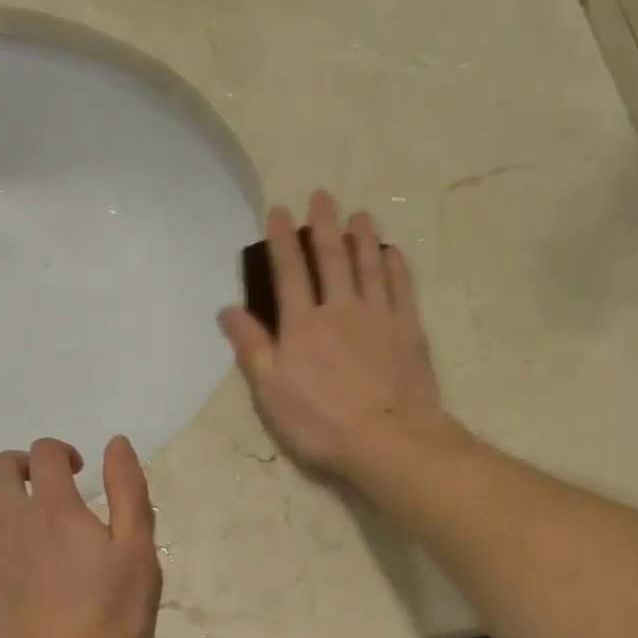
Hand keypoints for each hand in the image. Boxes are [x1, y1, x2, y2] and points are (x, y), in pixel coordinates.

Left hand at [0, 436, 161, 637]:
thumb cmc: (110, 613)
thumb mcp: (137, 550)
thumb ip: (127, 490)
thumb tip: (115, 442)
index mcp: (55, 506)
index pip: (46, 452)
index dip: (62, 453)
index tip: (78, 472)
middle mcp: (10, 516)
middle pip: (0, 465)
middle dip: (24, 465)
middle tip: (45, 486)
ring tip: (18, 513)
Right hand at [218, 190, 458, 478]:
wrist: (390, 440)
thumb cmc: (321, 423)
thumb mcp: (271, 393)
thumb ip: (252, 348)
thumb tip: (227, 310)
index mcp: (302, 325)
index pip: (289, 272)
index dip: (282, 240)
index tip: (280, 211)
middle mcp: (340, 309)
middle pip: (331, 259)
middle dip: (324, 225)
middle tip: (322, 196)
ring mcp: (379, 317)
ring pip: (370, 266)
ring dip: (363, 238)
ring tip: (360, 214)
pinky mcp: (409, 331)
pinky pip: (402, 289)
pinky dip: (396, 267)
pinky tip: (393, 253)